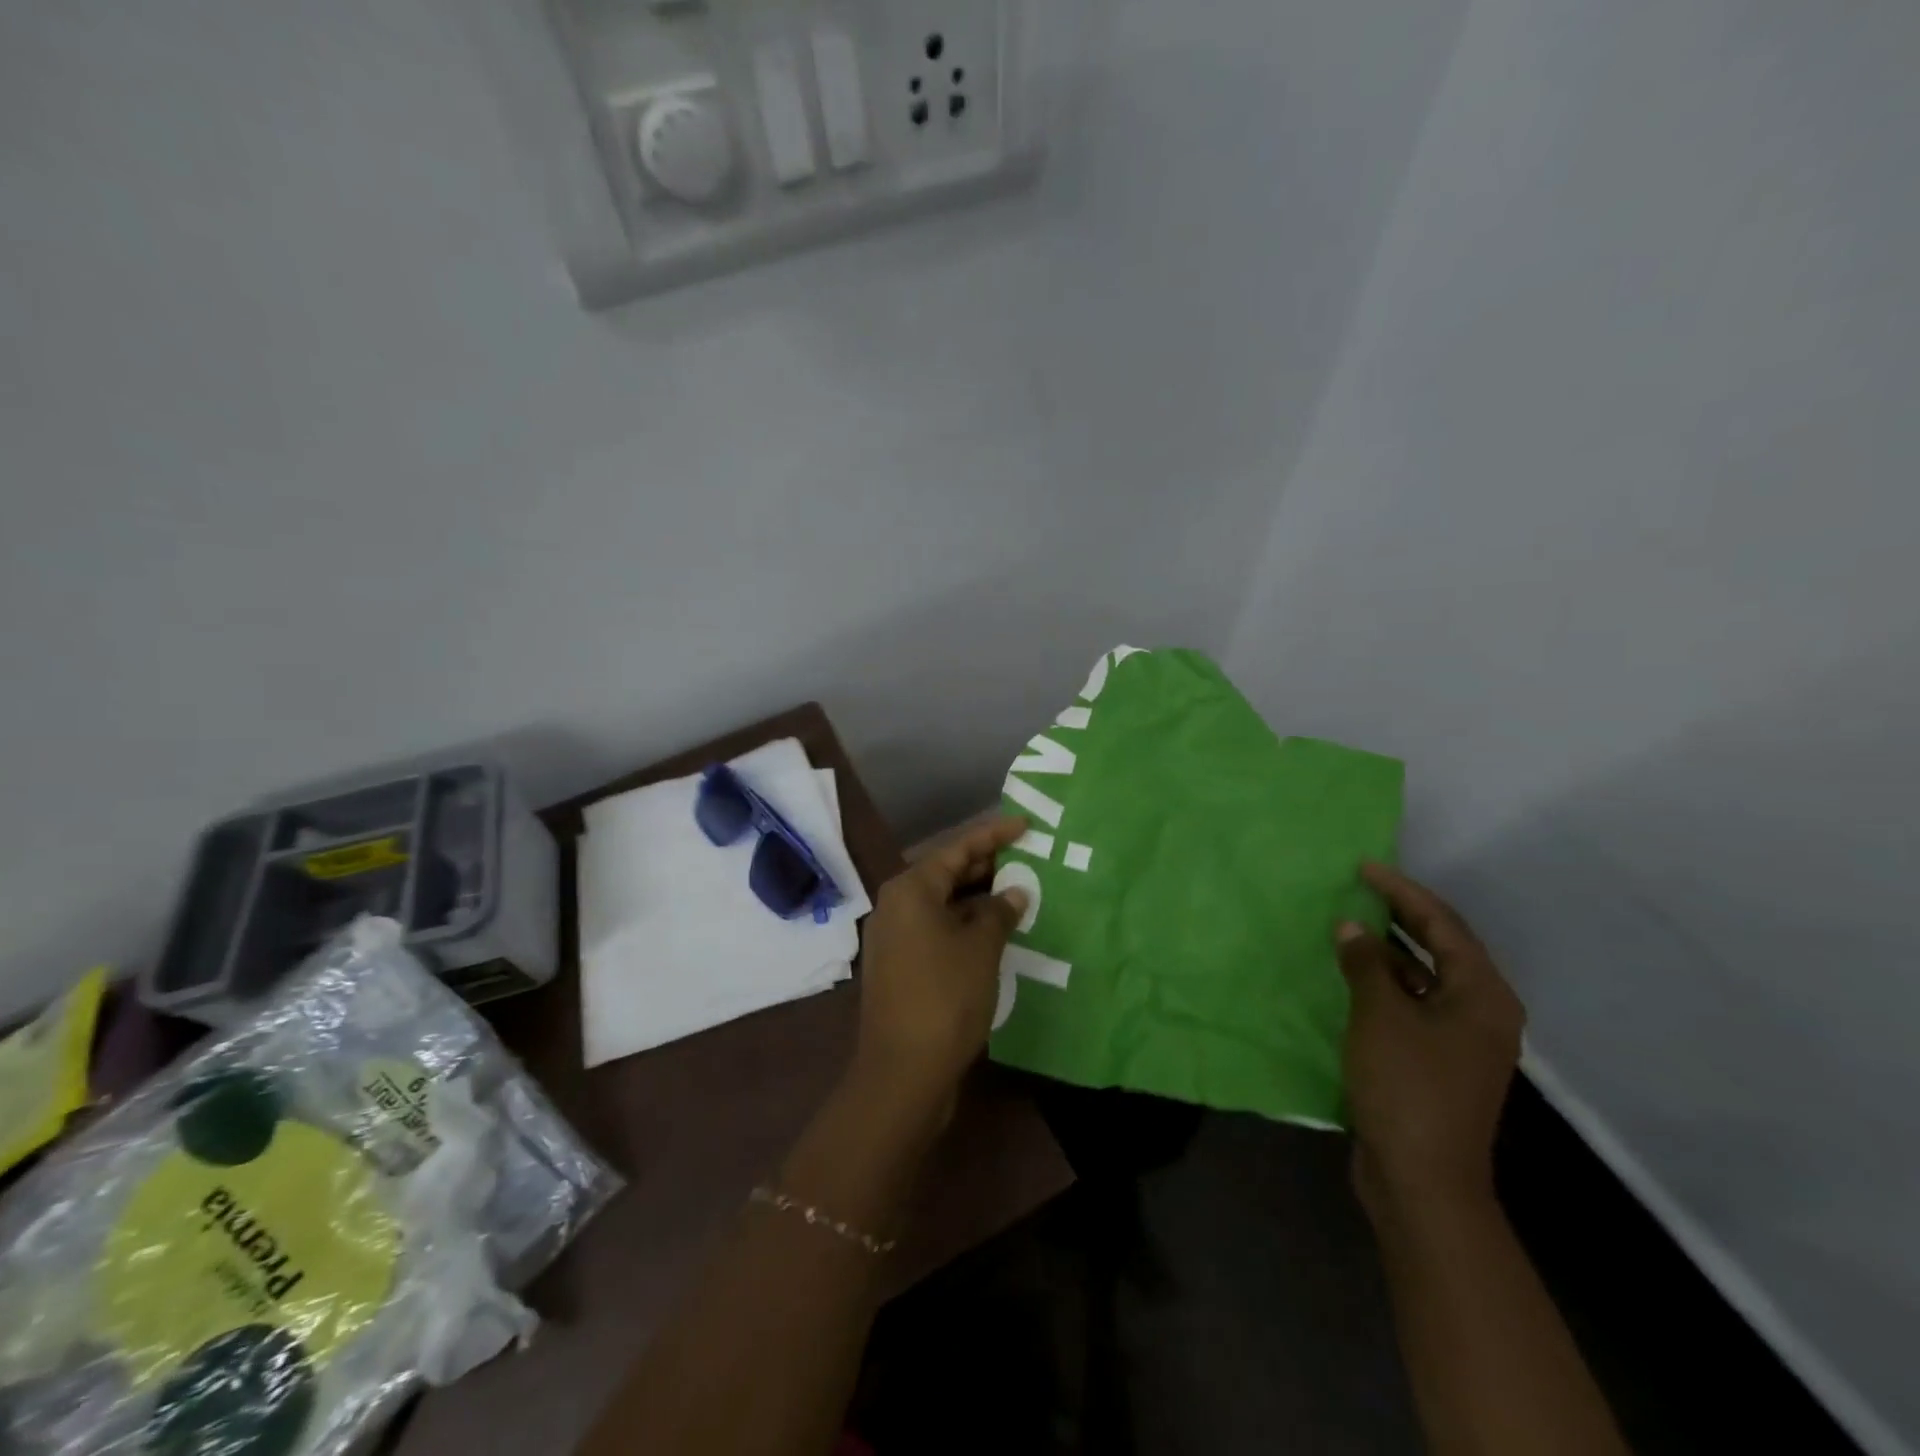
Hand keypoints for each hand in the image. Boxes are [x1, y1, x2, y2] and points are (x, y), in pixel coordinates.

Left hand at [852, 816, 1029, 1118]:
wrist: (903, 1072)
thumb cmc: (945, 997)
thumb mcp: (981, 948)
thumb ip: (999, 912)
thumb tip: (1014, 892)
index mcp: (910, 890)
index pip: (957, 849)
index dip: (993, 835)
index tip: (1024, 824)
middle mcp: (896, 906)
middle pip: (946, 873)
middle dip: (986, 866)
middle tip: (1027, 858)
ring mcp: (894, 937)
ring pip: (942, 904)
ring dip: (978, 899)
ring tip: (1019, 892)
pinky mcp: (900, 965)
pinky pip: (937, 929)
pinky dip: (965, 924)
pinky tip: (995, 932)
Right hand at [1336, 863, 1524, 1223]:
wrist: (1423, 1180)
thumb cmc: (1407, 1087)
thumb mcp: (1380, 1015)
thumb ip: (1366, 964)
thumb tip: (1351, 928)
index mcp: (1484, 996)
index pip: (1444, 925)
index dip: (1402, 892)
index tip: (1364, 867)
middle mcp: (1483, 1012)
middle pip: (1442, 947)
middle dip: (1402, 915)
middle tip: (1359, 888)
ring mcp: (1462, 1039)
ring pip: (1426, 976)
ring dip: (1391, 950)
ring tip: (1351, 926)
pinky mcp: (1438, 1060)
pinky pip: (1414, 1003)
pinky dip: (1387, 983)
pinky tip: (1354, 976)